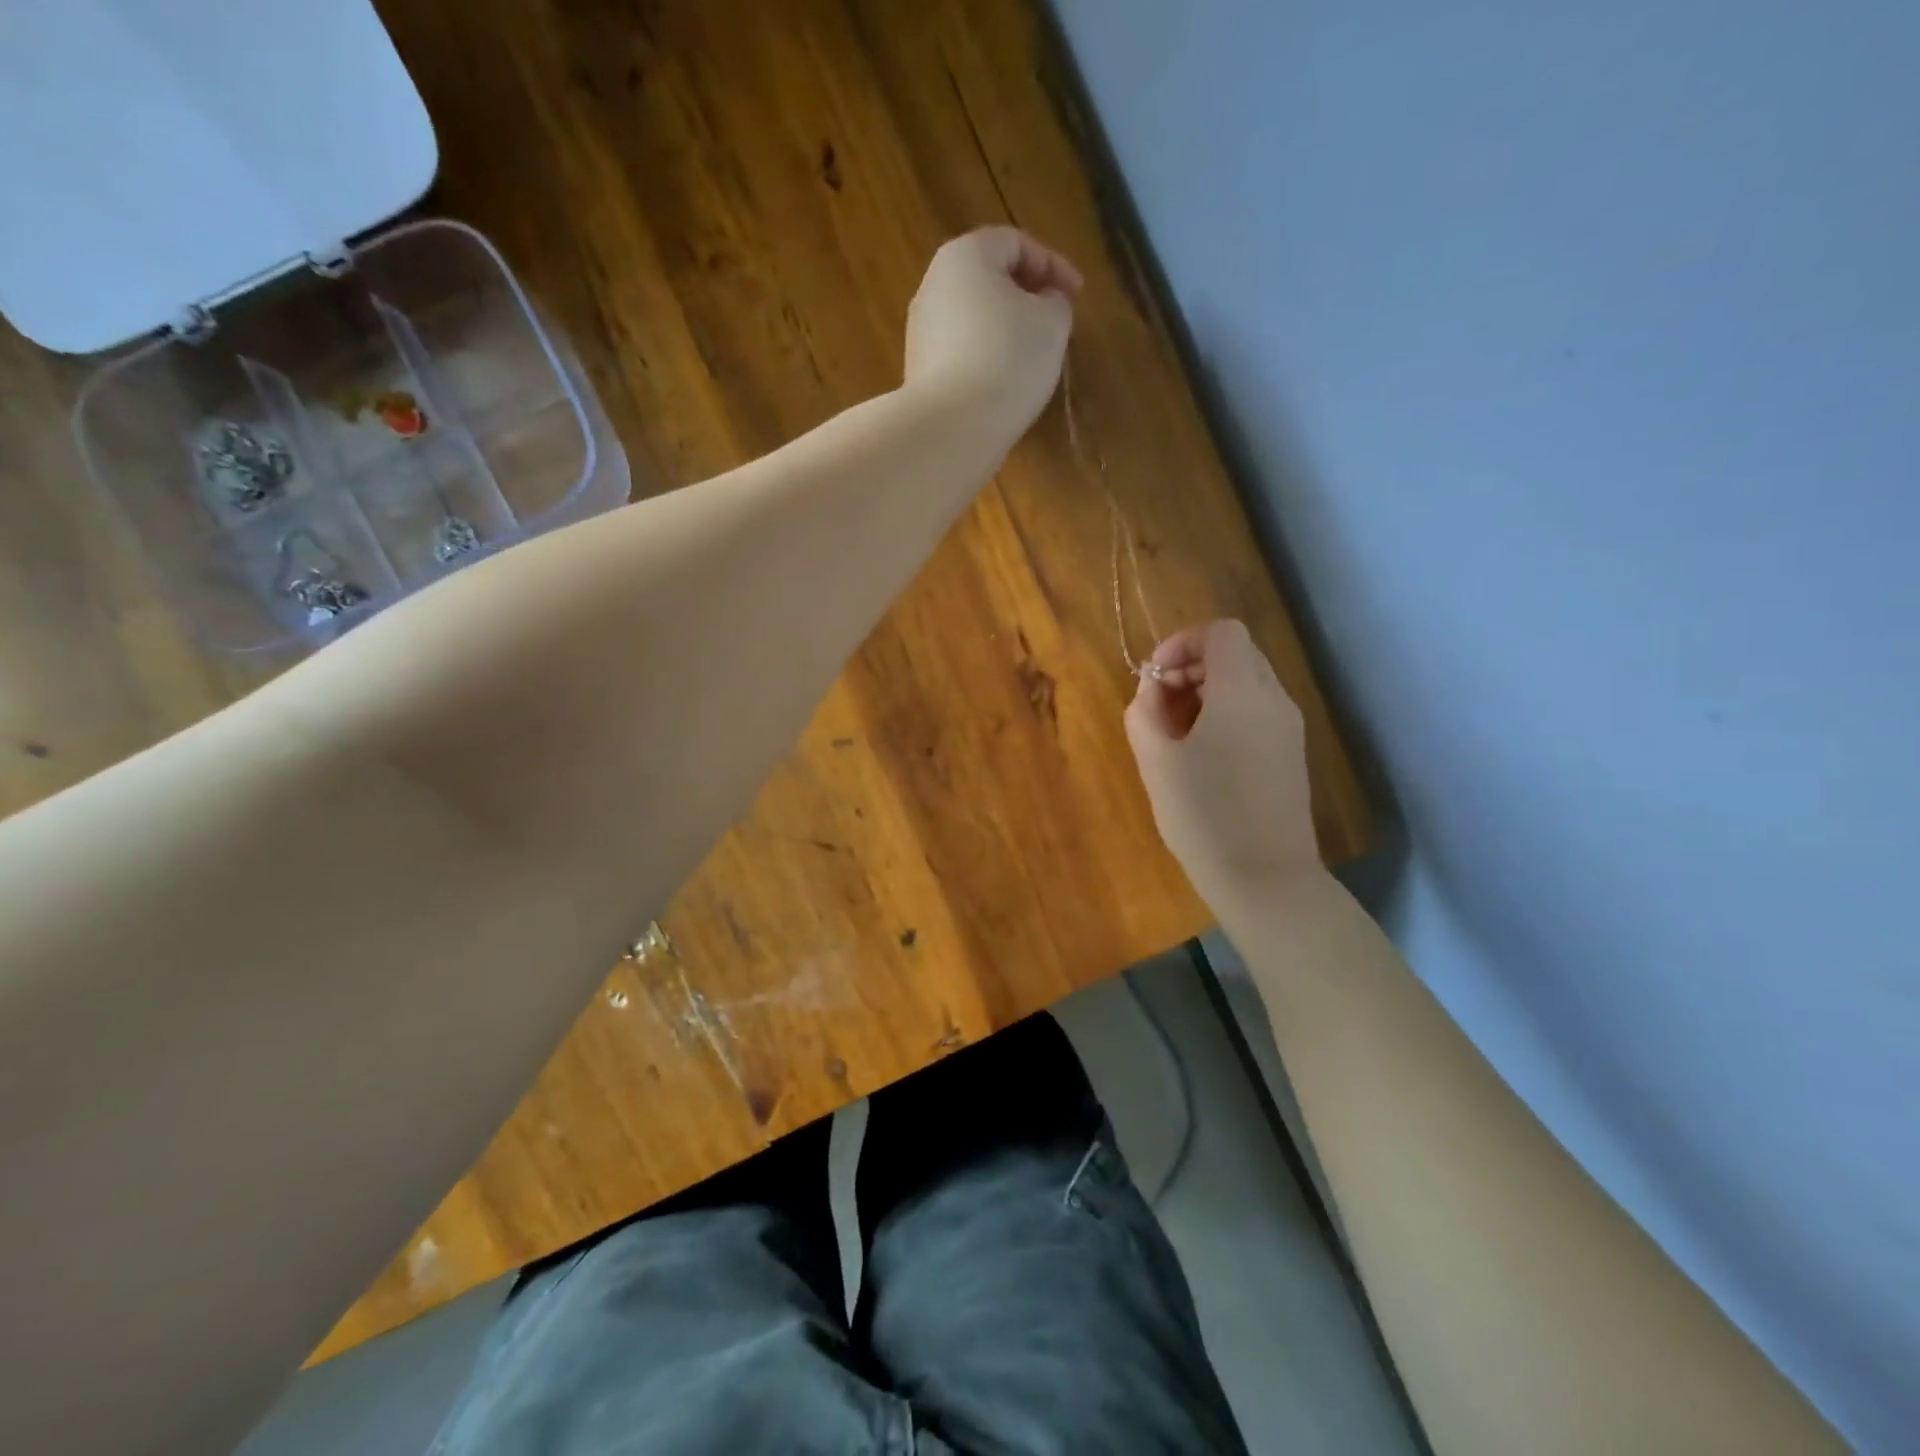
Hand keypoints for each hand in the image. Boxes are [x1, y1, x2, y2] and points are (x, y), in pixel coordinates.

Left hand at [904, 227, 1081, 441]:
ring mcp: (921, 332)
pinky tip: (1004, 385)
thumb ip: (1056, 301)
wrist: (952, 428)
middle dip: (1026, 297)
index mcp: (965, 256)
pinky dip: (986, 359)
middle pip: (988, 279)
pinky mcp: (919, 371)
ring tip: (1032, 359)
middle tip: (1054, 323)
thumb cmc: (1008, 360)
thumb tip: (1044, 302)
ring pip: (974, 318)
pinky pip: (961, 354)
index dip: (1053, 264)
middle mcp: (934, 285)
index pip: (1015, 242)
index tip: (1077, 296)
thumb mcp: (1052, 323)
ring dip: (1005, 331)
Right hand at [1125, 620, 1321, 905]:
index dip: (1183, 642)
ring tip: (1175, 730)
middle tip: (1159, 702)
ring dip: (1207, 690)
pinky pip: (1257, 710)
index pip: (1222, 633)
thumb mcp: (1156, 760)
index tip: (1155, 677)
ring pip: (1248, 682)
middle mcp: (1274, 700)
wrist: (1265, 879)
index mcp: (1242, 693)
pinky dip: (1226, 712)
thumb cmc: (1203, 817)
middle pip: (1237, 653)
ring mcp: (1288, 728)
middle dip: (1192, 666)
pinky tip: (1201, 752)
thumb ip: (1144, 711)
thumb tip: (1152, 689)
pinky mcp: (1290, 753)